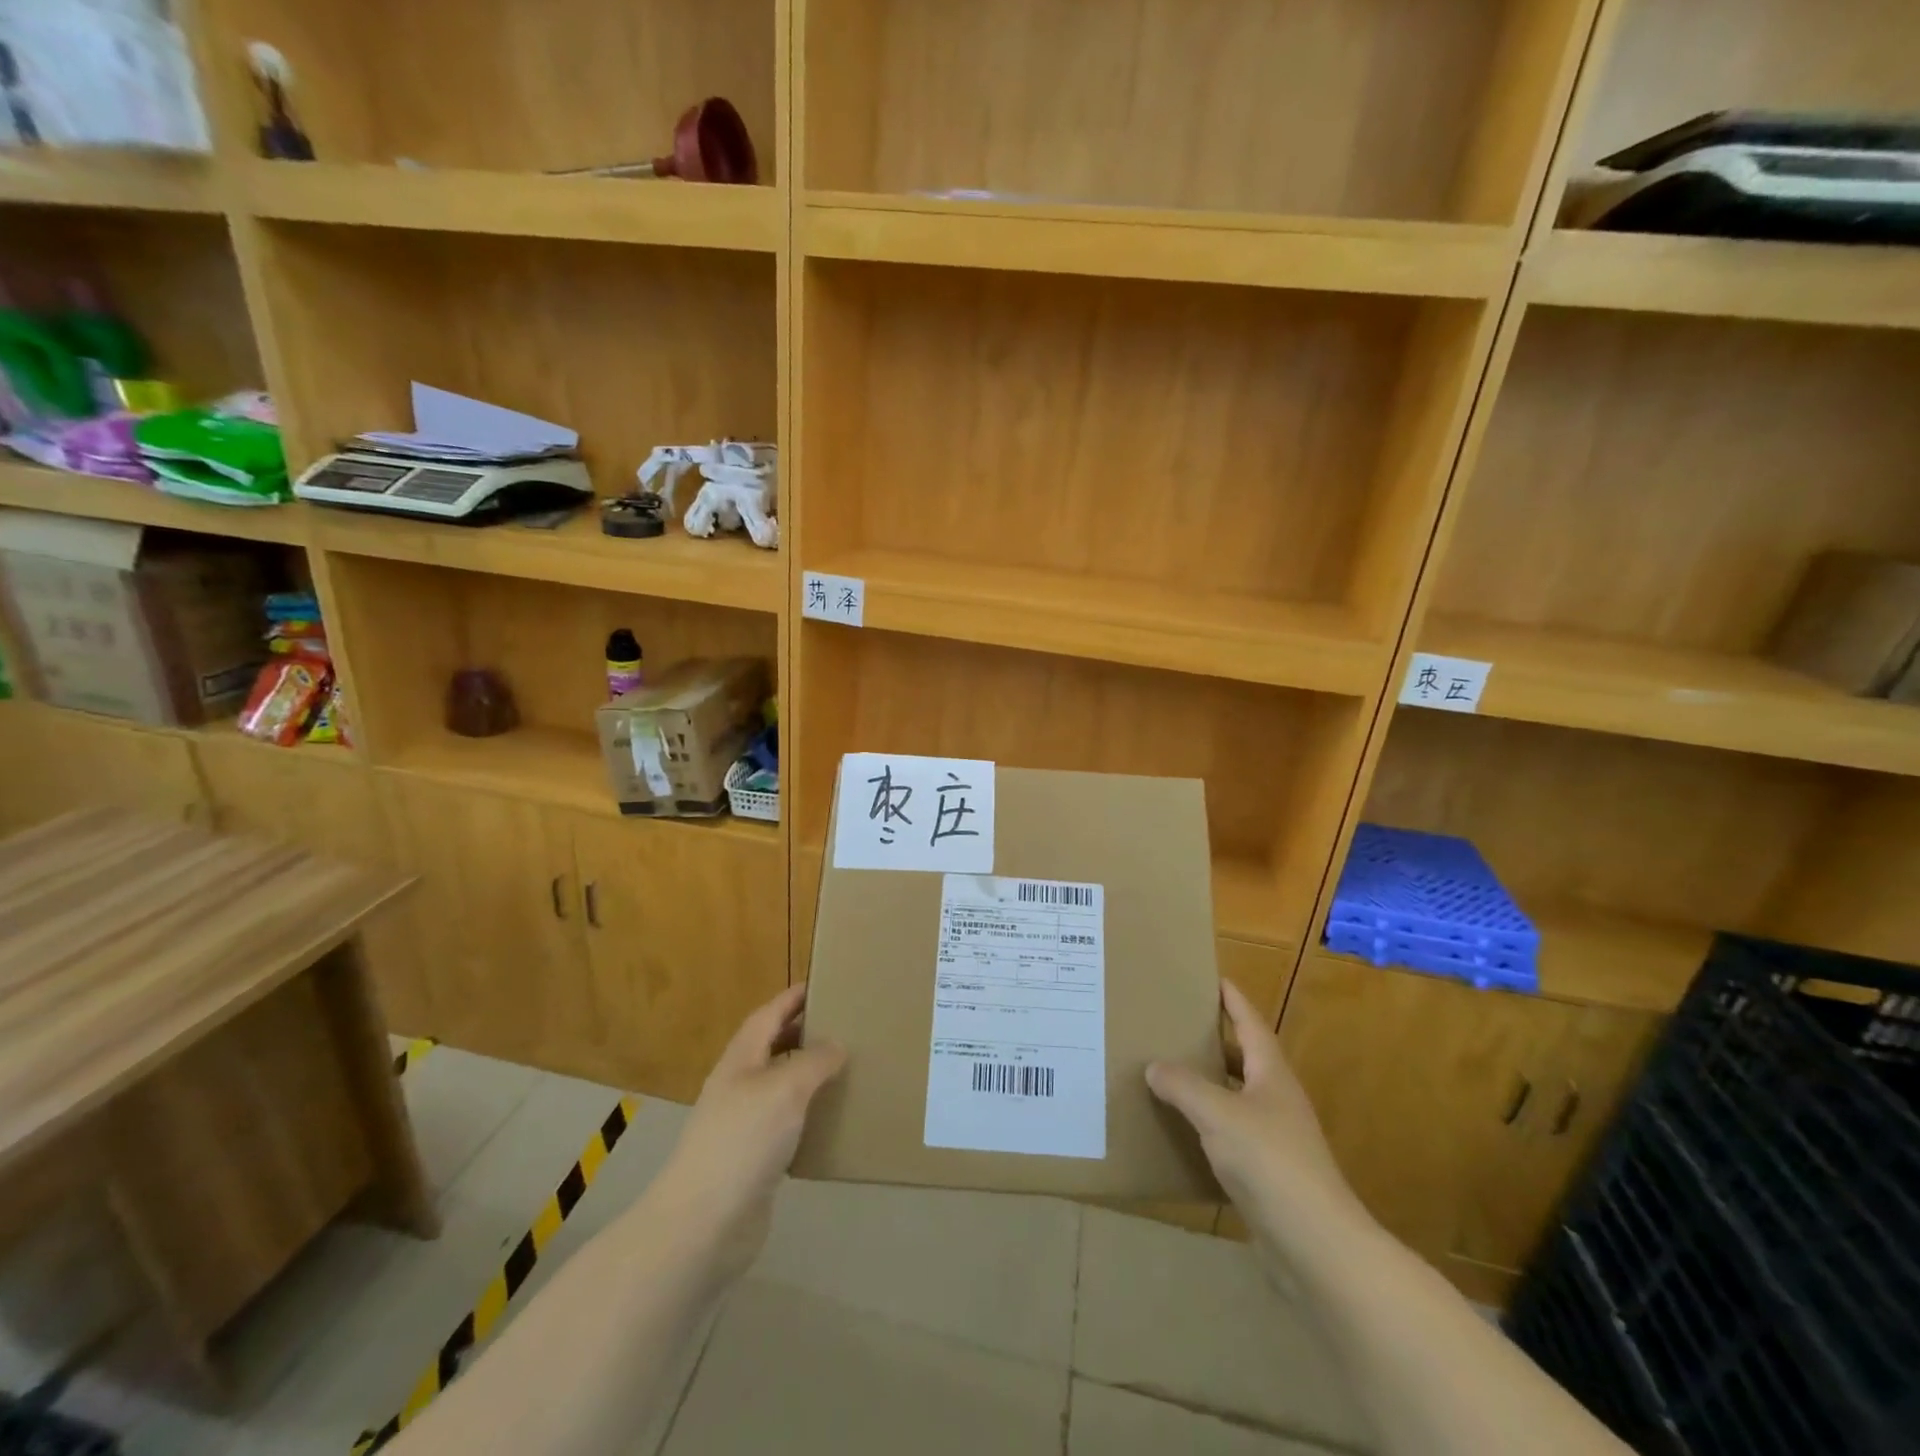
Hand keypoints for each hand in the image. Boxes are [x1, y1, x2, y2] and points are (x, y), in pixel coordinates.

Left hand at [647, 983, 845, 1283]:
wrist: (704, 1225)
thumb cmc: (742, 1140)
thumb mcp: (785, 1088)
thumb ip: (814, 1061)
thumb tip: (836, 1044)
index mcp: (740, 1060)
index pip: (768, 1015)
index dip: (792, 998)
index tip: (823, 984)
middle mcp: (739, 1086)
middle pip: (773, 1048)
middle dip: (805, 1033)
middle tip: (846, 1025)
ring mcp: (744, 1125)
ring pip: (782, 1088)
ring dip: (810, 1076)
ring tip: (848, 1069)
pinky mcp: (755, 1161)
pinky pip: (788, 1126)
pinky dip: (810, 1116)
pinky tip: (834, 1121)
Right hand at [1146, 979, 1364, 1246]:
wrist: (1316, 1246)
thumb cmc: (1270, 1162)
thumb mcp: (1218, 1114)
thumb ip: (1183, 1086)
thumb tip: (1153, 1066)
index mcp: (1271, 1074)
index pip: (1250, 1023)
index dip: (1232, 999)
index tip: (1212, 977)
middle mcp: (1276, 1099)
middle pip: (1243, 1057)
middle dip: (1213, 1039)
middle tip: (1174, 1023)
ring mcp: (1275, 1138)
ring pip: (1235, 1097)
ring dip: (1207, 1084)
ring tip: (1168, 1072)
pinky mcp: (1268, 1174)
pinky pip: (1230, 1135)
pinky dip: (1206, 1125)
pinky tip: (1180, 1130)